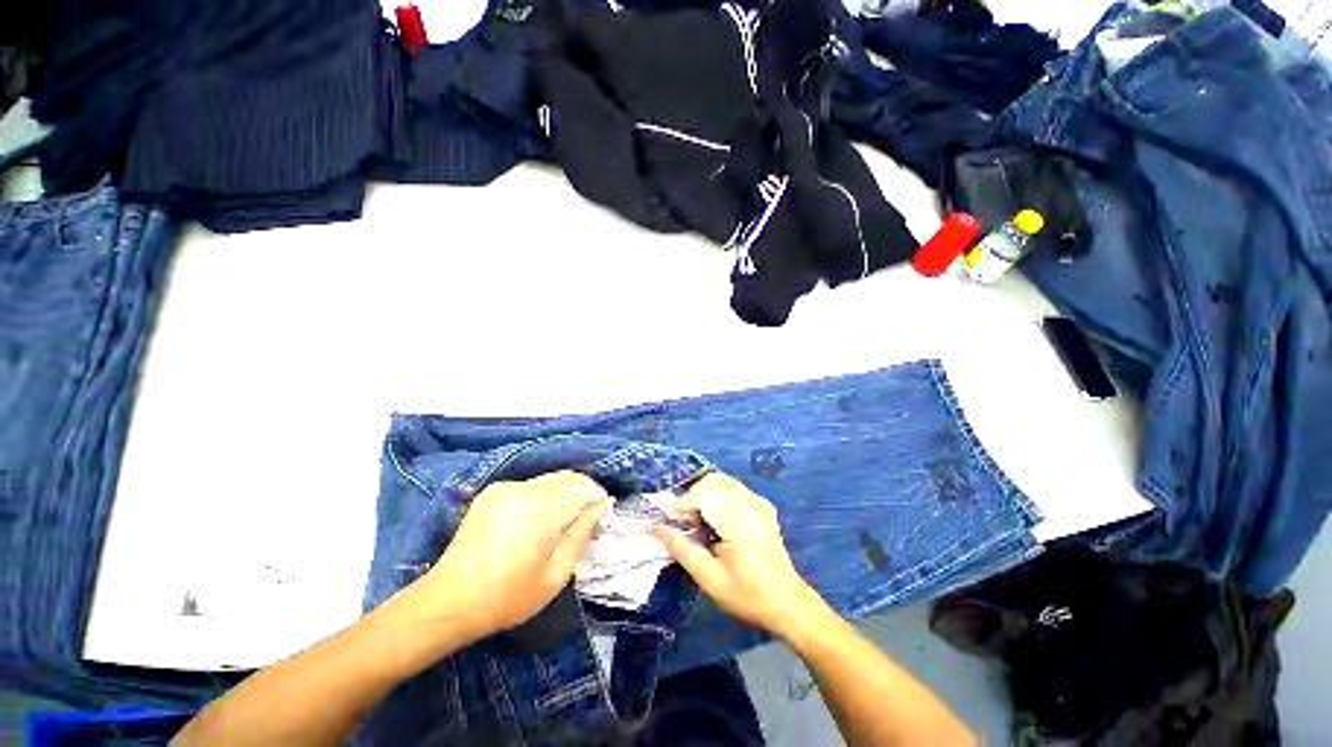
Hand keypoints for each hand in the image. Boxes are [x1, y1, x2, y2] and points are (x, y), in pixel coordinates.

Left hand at [413, 471, 610, 641]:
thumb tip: (601, 506)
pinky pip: (531, 485)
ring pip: (551, 479)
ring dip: (564, 493)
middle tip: (587, 518)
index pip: (583, 487)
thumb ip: (582, 533)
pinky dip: (544, 495)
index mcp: (541, 510)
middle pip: (568, 478)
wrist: (449, 601)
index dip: (598, 497)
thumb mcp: (556, 574)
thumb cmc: (508, 596)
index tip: (603, 515)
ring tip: (564, 520)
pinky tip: (538, 519)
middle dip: (583, 493)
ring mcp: (507, 487)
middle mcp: (525, 489)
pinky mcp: (494, 491)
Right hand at [652, 473, 823, 637]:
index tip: (679, 526)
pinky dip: (719, 498)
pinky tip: (719, 522)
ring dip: (706, 496)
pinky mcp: (762, 506)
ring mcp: (758, 502)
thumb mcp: (709, 578)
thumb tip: (655, 529)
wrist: (787, 603)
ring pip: (722, 482)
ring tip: (703, 524)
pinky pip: (734, 489)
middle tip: (690, 524)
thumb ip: (681, 549)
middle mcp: (750, 502)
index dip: (685, 505)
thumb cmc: (747, 594)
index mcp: (738, 519)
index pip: (703, 492)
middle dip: (694, 497)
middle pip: (712, 480)